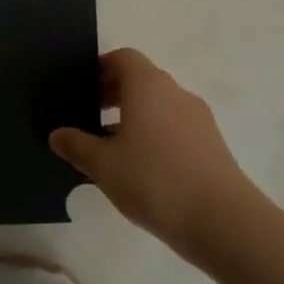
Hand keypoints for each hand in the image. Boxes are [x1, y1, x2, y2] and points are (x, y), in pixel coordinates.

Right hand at [50, 49, 254, 259]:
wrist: (227, 225)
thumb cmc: (156, 181)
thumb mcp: (103, 165)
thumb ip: (76, 146)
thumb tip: (57, 135)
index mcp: (148, 85)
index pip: (123, 58)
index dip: (100, 68)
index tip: (81, 88)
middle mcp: (175, 93)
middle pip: (141, 80)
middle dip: (113, 94)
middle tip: (87, 116)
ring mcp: (199, 121)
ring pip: (159, 107)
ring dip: (134, 118)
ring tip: (110, 148)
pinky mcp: (213, 148)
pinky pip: (175, 129)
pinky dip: (155, 137)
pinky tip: (140, 169)